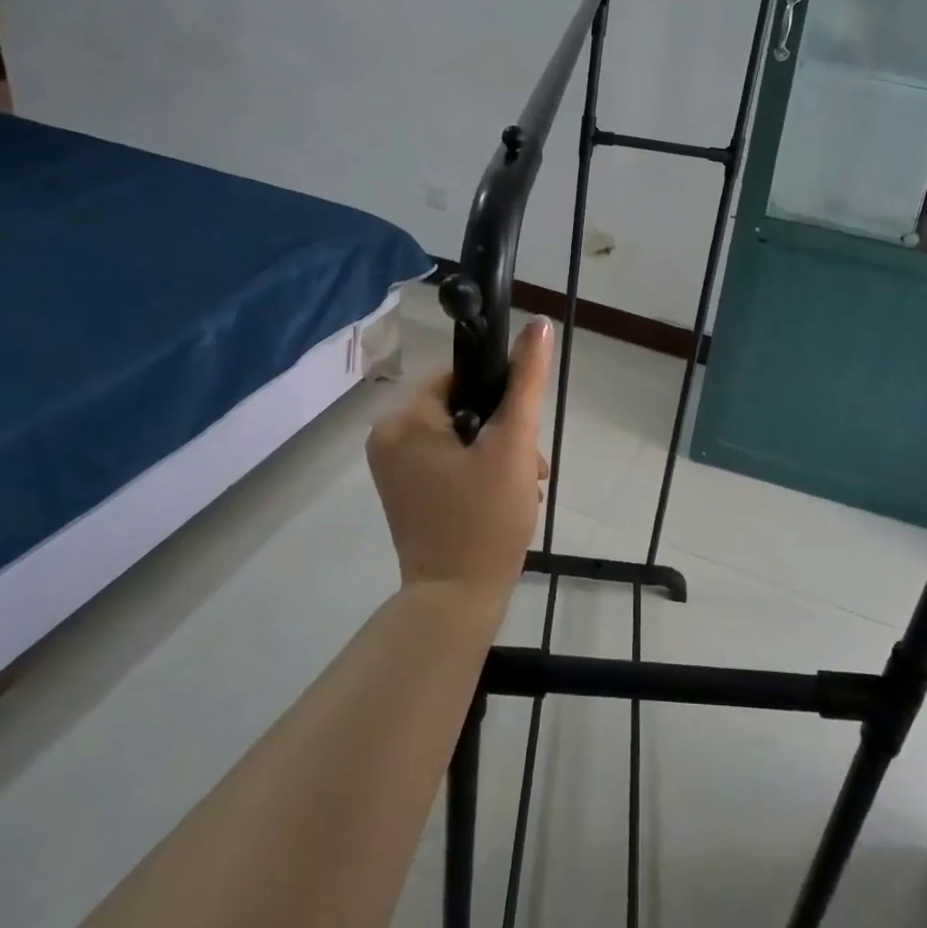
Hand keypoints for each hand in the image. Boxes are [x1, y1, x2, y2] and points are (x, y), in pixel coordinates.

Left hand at [366, 318, 553, 597]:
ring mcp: (392, 466)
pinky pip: (446, 458)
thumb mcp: (513, 443)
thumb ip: (526, 380)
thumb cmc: (485, 519)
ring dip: (495, 451)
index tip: (522, 429)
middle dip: (503, 430)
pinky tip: (502, 495)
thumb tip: (539, 324)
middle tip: (529, 465)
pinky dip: (476, 468)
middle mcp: (387, 435)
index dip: (499, 394)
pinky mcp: (403, 490)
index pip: (461, 375)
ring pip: (458, 433)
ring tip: (523, 485)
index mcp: (404, 418)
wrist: (455, 603)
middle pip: (461, 405)